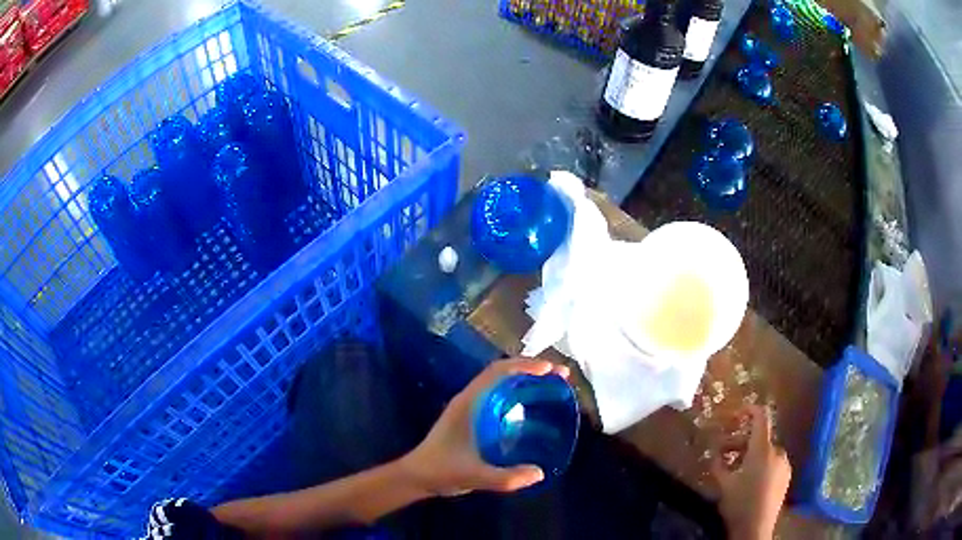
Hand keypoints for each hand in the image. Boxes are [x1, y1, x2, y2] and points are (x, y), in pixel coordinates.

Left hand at [400, 358, 569, 495]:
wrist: (417, 476)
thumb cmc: (441, 471)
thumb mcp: (474, 476)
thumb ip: (505, 478)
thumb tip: (540, 473)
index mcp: (469, 403)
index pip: (498, 372)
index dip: (525, 366)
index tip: (551, 370)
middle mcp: (471, 399)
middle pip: (503, 372)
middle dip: (532, 369)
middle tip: (561, 378)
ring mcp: (471, 407)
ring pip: (502, 383)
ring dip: (527, 380)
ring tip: (553, 388)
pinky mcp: (473, 418)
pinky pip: (500, 398)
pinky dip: (519, 395)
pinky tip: (534, 410)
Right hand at [711, 405, 791, 539]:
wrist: (756, 529)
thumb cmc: (739, 503)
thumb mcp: (723, 484)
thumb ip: (718, 464)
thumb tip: (713, 451)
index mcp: (762, 449)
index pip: (760, 417)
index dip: (748, 410)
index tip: (735, 413)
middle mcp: (777, 451)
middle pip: (760, 438)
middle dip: (740, 443)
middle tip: (723, 453)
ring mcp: (784, 465)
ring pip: (766, 452)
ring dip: (750, 455)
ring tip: (735, 471)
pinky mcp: (786, 477)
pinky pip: (773, 463)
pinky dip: (761, 465)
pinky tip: (750, 481)